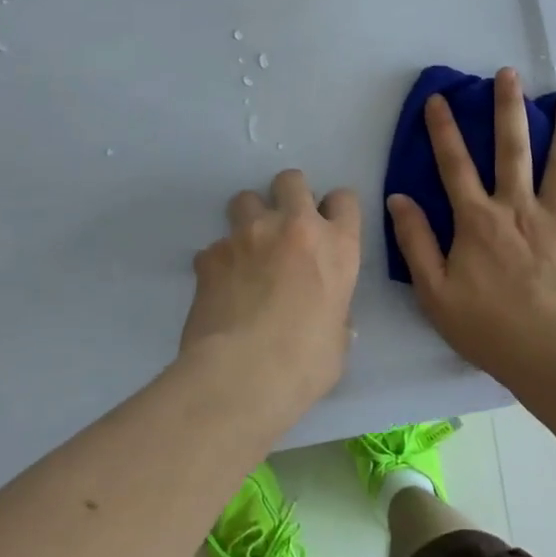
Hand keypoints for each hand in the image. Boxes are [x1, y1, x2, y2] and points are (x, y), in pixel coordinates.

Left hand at [182, 169, 361, 425]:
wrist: (242, 375)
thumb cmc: (305, 364)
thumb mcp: (338, 338)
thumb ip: (334, 312)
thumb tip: (327, 314)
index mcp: (337, 246)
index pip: (344, 199)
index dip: (335, 209)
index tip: (327, 226)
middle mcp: (294, 227)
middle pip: (291, 180)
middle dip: (288, 195)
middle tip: (284, 226)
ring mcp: (248, 235)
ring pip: (245, 199)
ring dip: (248, 218)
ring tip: (247, 250)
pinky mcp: (211, 254)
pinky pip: (214, 246)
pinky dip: (218, 261)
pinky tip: (219, 289)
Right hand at [386, 66, 555, 392]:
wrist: (551, 356)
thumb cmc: (488, 327)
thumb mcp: (434, 291)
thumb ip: (415, 242)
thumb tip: (398, 198)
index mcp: (478, 219)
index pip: (455, 164)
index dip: (443, 129)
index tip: (439, 98)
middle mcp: (518, 207)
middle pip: (512, 148)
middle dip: (508, 107)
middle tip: (509, 74)